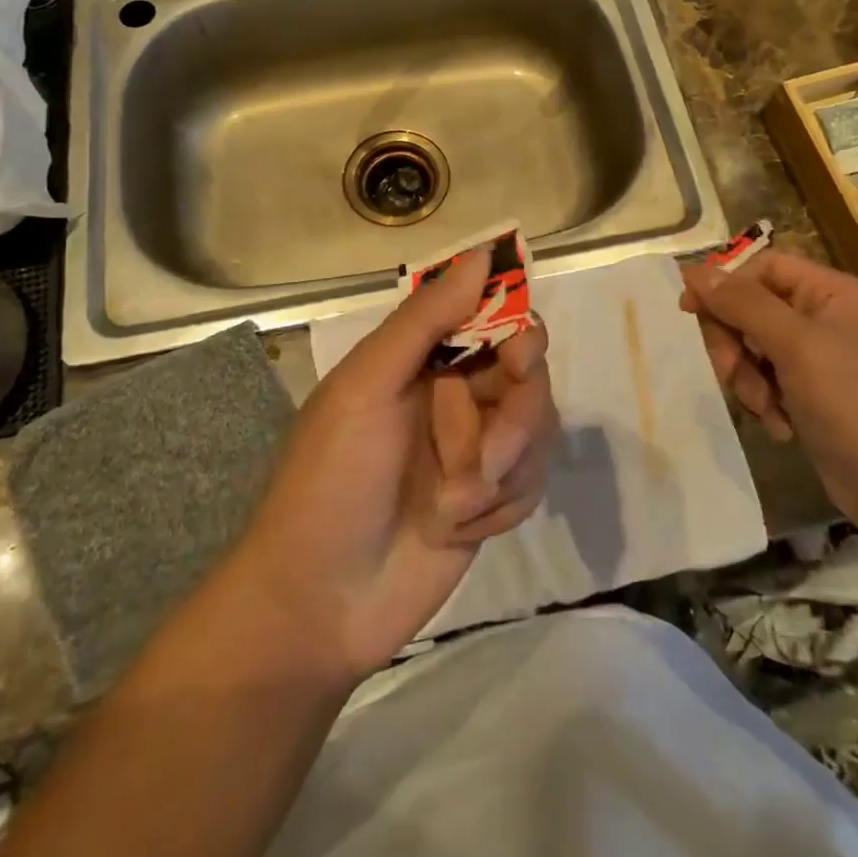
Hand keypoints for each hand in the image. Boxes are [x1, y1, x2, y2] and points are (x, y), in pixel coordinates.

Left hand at [229, 249, 557, 678]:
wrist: (319, 604)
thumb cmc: (331, 481)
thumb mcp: (366, 387)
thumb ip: (425, 320)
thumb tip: (484, 253)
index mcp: (422, 356)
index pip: (494, 316)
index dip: (517, 329)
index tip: (519, 357)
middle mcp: (456, 391)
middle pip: (529, 373)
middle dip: (513, 419)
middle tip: (485, 460)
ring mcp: (476, 445)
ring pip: (538, 427)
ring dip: (499, 471)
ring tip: (451, 508)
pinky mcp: (494, 497)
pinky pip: (532, 480)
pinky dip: (501, 506)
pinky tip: (457, 529)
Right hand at [681, 251, 857, 538]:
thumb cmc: (857, 406)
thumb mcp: (797, 347)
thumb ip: (744, 304)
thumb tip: (696, 270)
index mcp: (835, 293)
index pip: (764, 267)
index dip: (725, 284)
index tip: (689, 311)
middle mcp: (829, 318)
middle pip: (754, 309)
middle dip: (736, 343)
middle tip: (729, 373)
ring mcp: (823, 359)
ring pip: (755, 348)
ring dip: (748, 378)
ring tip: (766, 409)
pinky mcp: (815, 396)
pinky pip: (769, 381)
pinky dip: (766, 401)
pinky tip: (781, 427)